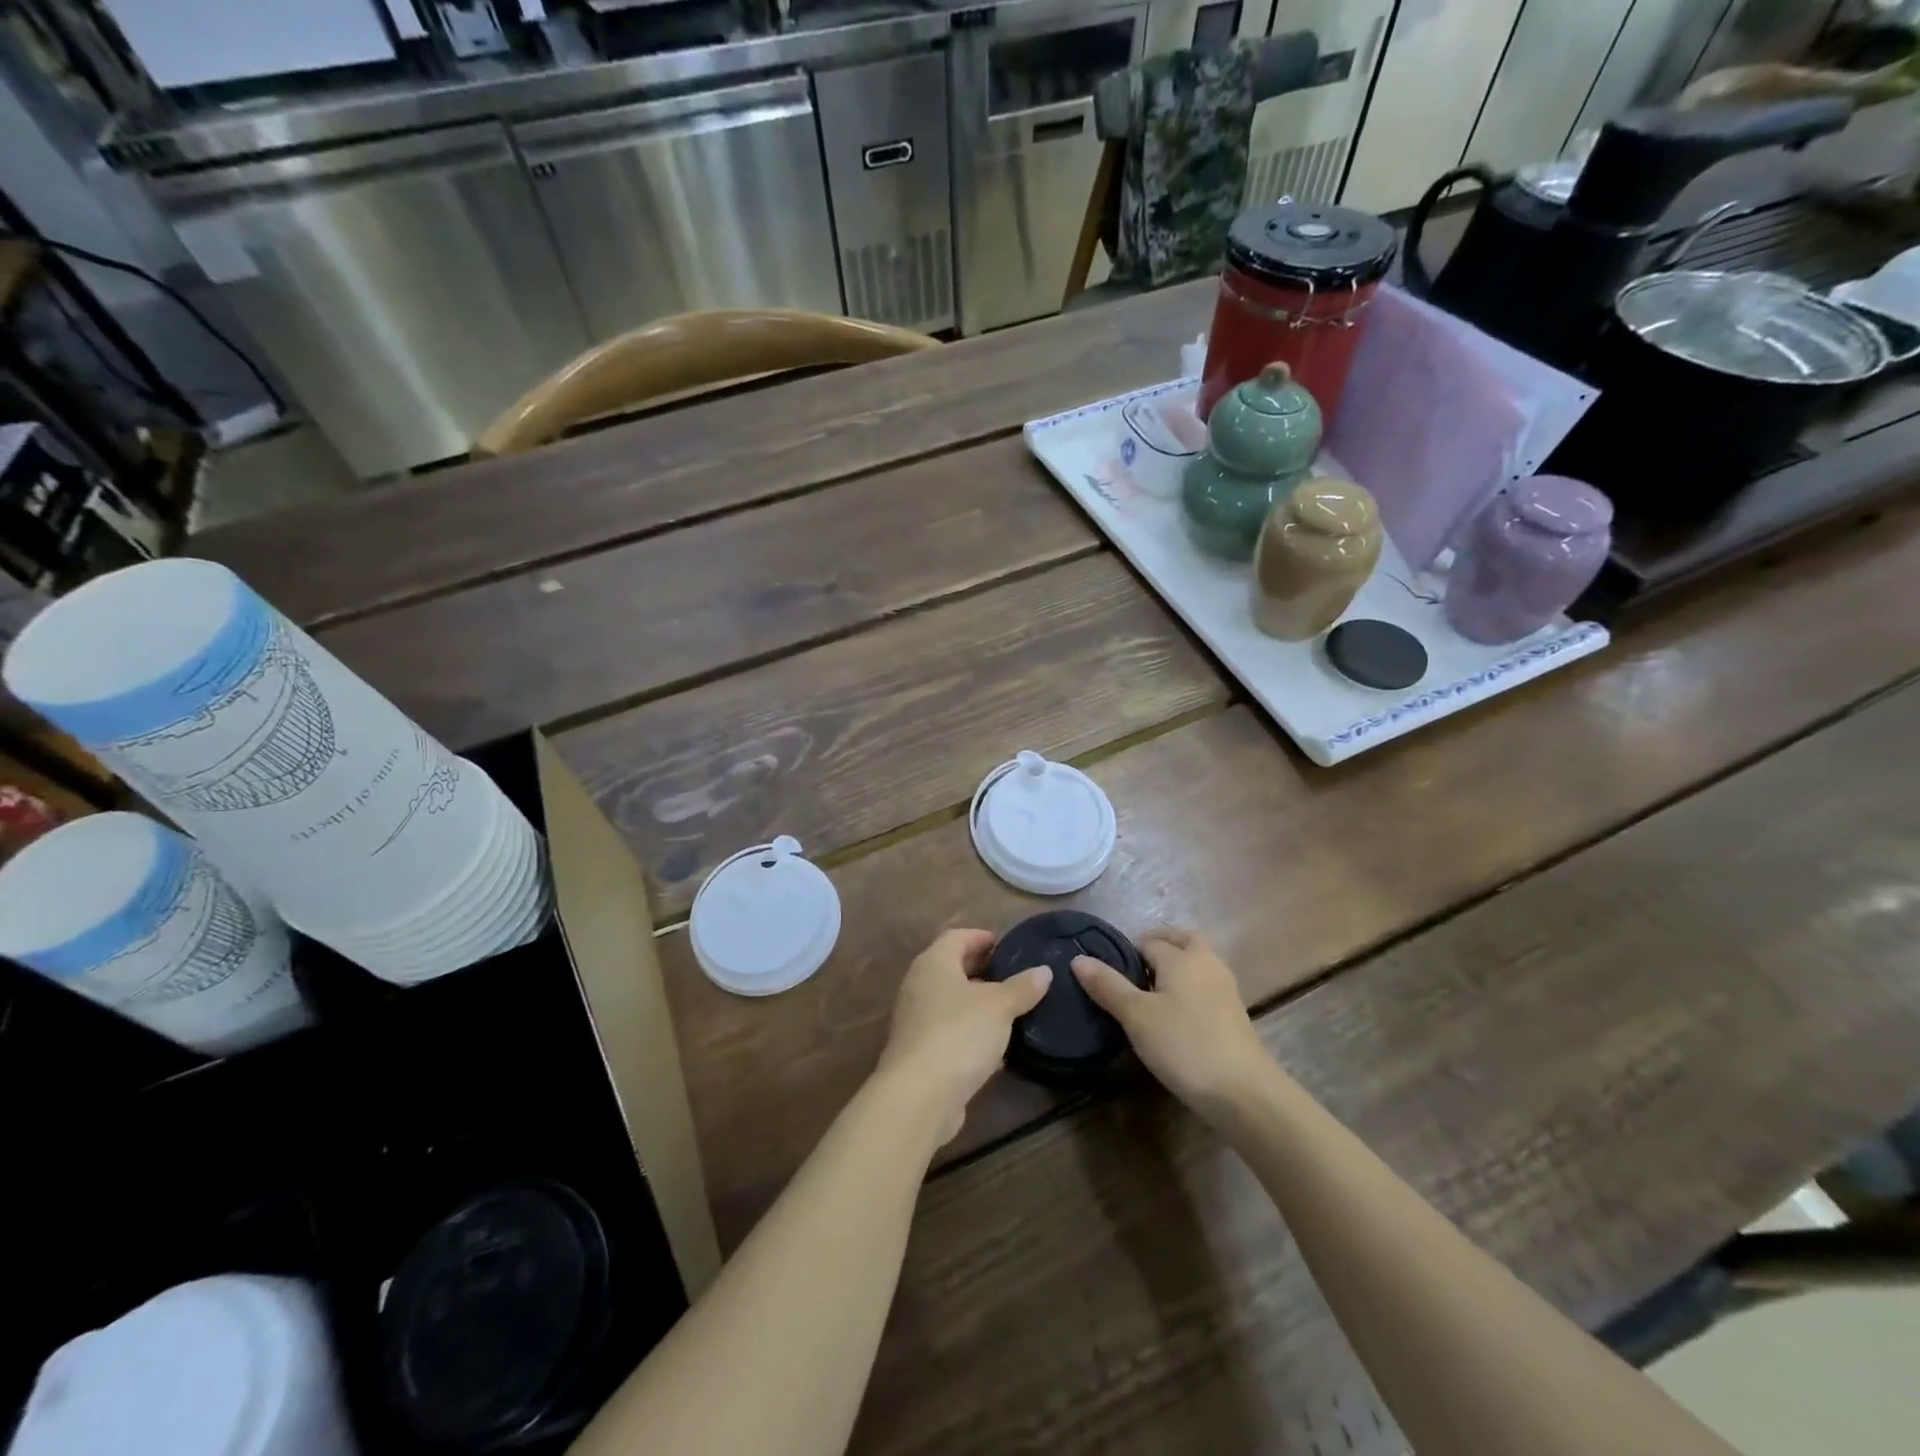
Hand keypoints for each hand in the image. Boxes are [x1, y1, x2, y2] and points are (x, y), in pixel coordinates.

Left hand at [876, 929, 1051, 1143]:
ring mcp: (916, 1020)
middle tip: (1012, 974)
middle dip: (981, 969)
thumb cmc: (959, 1034)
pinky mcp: (920, 1052)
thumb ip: (1022, 987)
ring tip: (1010, 1008)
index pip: (956, 937)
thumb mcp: (999, 1007)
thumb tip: (1044, 971)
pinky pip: (949, 1031)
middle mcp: (919, 985)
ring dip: (977, 1003)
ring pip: (950, 1001)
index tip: (1005, 944)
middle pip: (951, 968)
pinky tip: (995, 1045)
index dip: (980, 937)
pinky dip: (970, 1031)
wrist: (919, 1096)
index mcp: (934, 963)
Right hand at [1073, 928, 1270, 1118]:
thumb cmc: (1184, 1045)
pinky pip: (1205, 985)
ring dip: (1175, 967)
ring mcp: (1225, 988)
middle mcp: (1206, 963)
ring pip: (1196, 962)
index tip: (1106, 972)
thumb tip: (1078, 958)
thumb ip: (1107, 985)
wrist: (1244, 1092)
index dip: (1125, 952)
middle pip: (1181, 940)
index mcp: (1182, 956)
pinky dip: (1189, 988)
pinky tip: (1175, 1014)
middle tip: (1132, 970)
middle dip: (1158, 946)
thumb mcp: (1136, 1016)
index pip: (1148, 942)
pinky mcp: (1234, 1013)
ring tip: (1149, 992)